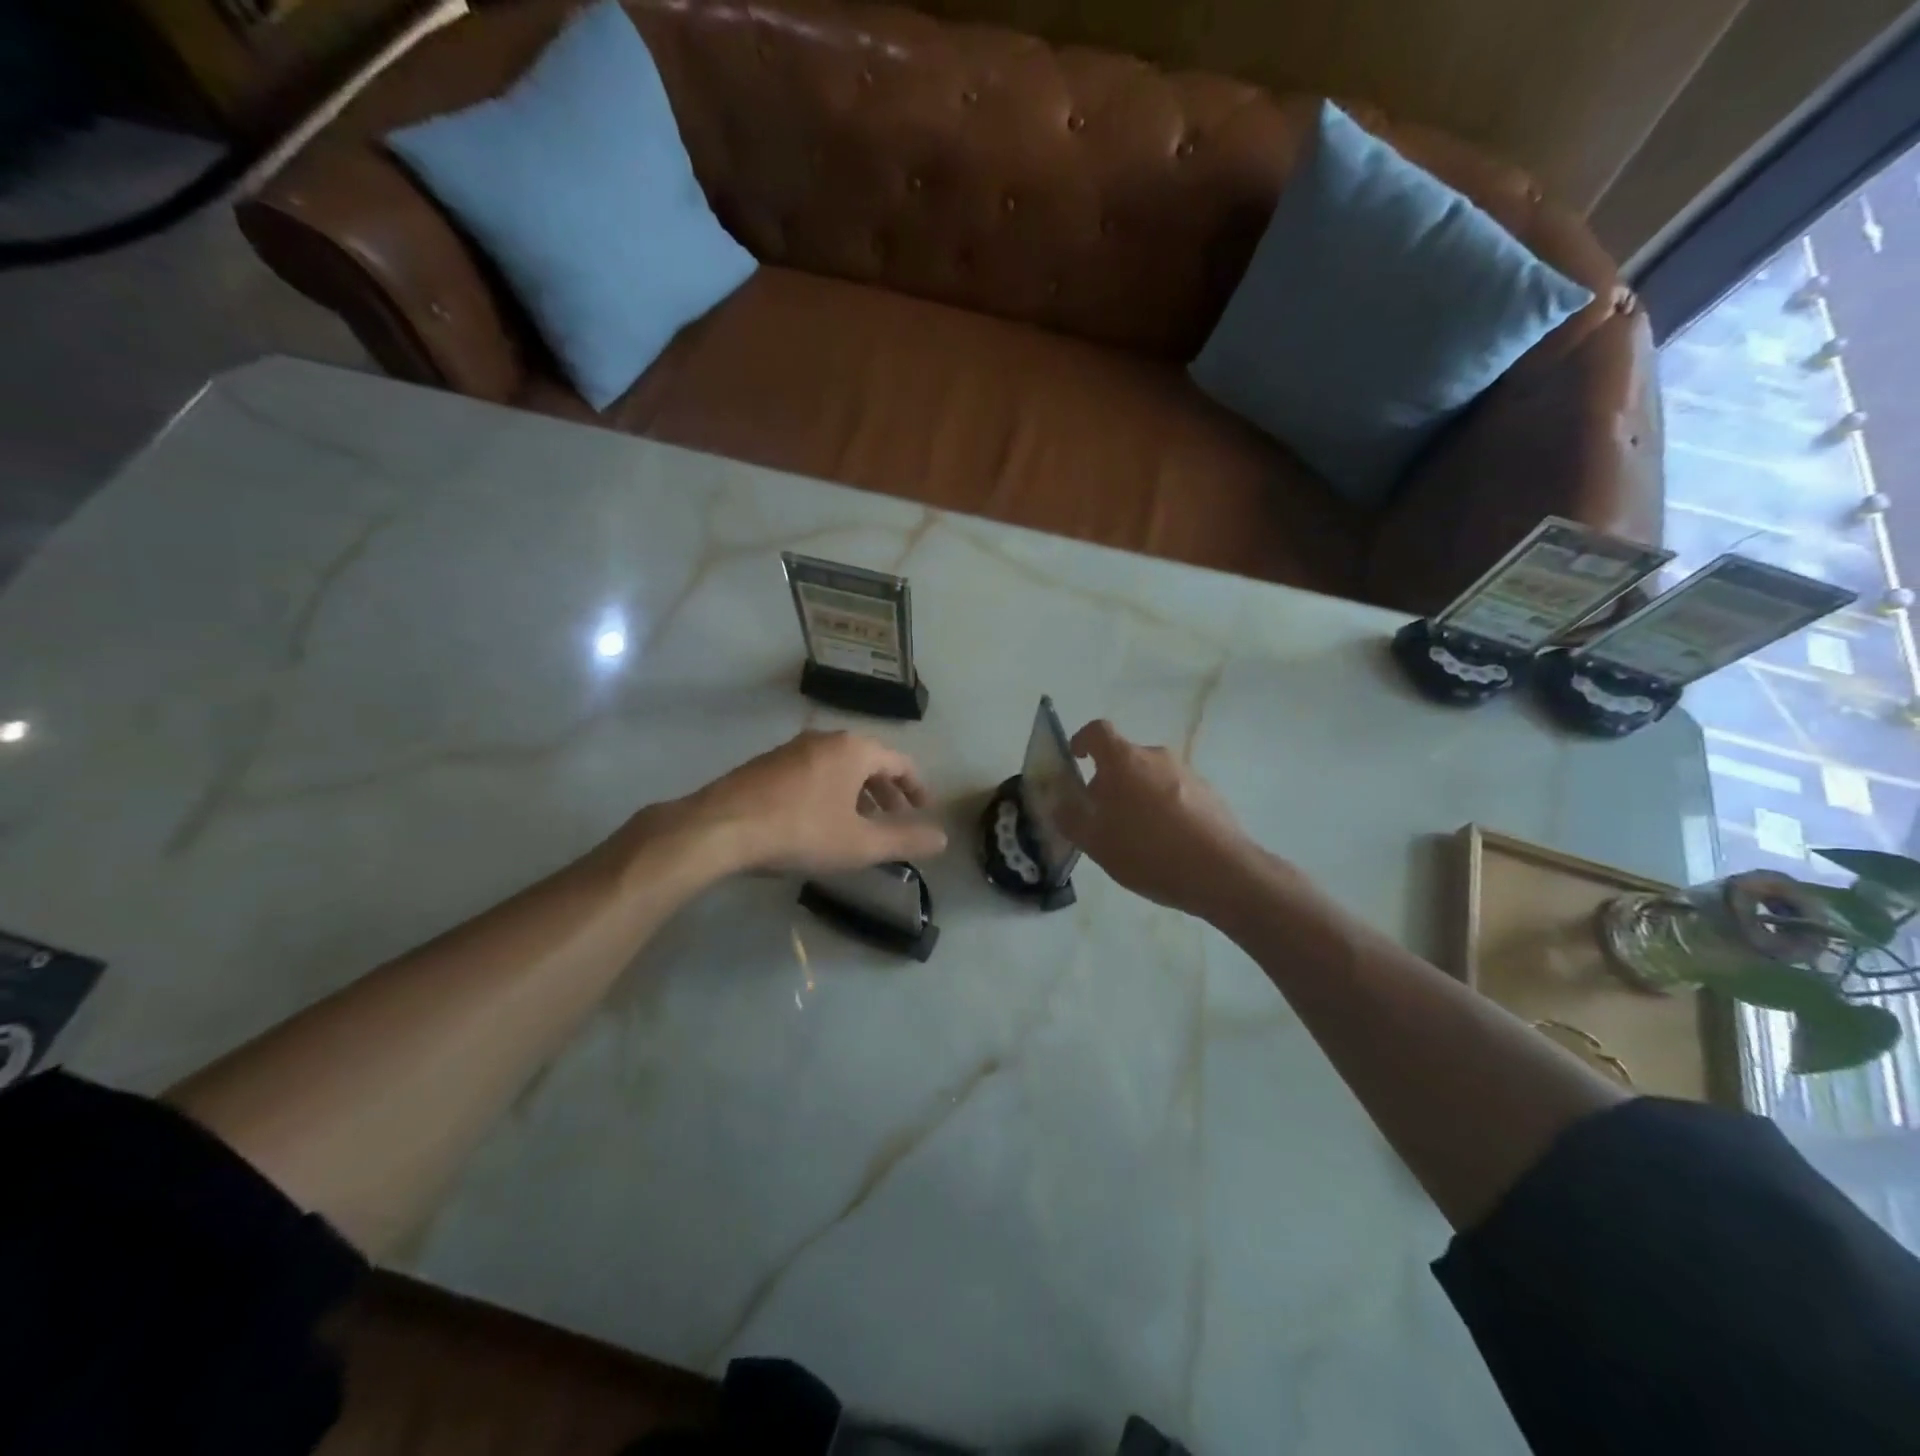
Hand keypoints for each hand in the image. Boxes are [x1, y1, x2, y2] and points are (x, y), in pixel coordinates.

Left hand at [683, 730, 947, 875]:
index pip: (900, 762)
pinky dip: (830, 791)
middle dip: (886, 791)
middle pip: (869, 761)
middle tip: (895, 818)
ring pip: (839, 767)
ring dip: (857, 792)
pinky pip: (813, 772)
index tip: (924, 809)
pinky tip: (820, 820)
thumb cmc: (801, 832)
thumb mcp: (860, 844)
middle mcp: (826, 739)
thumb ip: (905, 840)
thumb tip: (944, 839)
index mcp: (854, 750)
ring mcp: (793, 749)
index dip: (917, 787)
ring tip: (860, 823)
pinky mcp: (767, 763)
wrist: (720, 828)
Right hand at [1055, 719, 1265, 919]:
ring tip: (1136, 836)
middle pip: (1125, 758)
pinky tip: (1166, 845)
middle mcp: (1156, 757)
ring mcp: (1187, 773)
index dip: (1082, 740)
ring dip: (1138, 796)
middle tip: (1102, 816)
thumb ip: (1071, 819)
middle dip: (1109, 781)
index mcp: (1124, 761)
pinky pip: (1176, 793)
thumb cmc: (1147, 852)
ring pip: (1151, 777)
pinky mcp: (1210, 794)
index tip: (1076, 759)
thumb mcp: (1096, 843)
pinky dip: (1164, 809)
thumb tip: (1059, 804)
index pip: (1097, 731)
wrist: (1221, 872)